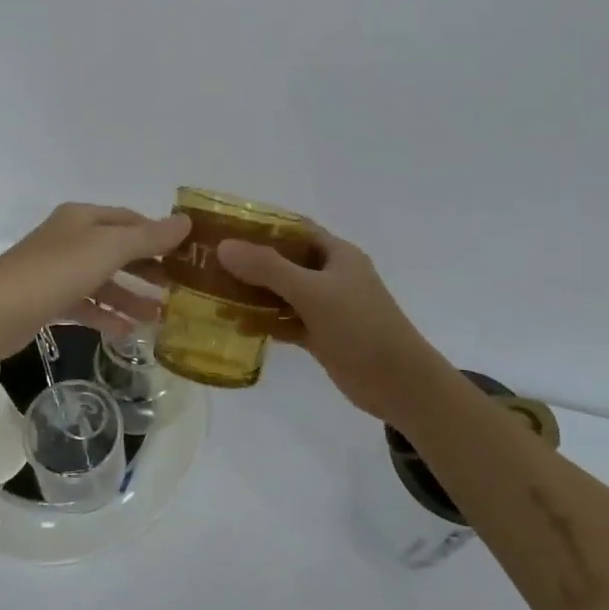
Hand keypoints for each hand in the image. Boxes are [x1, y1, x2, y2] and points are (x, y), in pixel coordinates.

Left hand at [0, 203, 190, 363]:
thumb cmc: (55, 272)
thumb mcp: (108, 249)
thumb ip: (148, 238)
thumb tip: (186, 222)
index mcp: (83, 218)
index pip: (130, 220)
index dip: (158, 235)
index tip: (186, 255)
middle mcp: (70, 238)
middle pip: (118, 250)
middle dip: (148, 269)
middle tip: (178, 289)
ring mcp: (57, 270)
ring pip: (104, 280)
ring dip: (131, 296)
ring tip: (159, 317)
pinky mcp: (48, 300)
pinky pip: (86, 304)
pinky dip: (107, 315)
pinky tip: (127, 332)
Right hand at [217, 226, 449, 424]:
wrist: (399, 383)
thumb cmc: (360, 326)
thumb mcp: (313, 292)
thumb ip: (269, 269)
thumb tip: (224, 247)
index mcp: (336, 254)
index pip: (294, 229)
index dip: (262, 225)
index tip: (225, 227)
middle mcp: (330, 275)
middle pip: (284, 261)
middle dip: (250, 261)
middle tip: (210, 262)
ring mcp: (326, 307)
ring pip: (283, 293)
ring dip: (253, 293)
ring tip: (213, 293)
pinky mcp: (321, 335)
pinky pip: (286, 322)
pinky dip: (265, 322)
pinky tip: (236, 325)